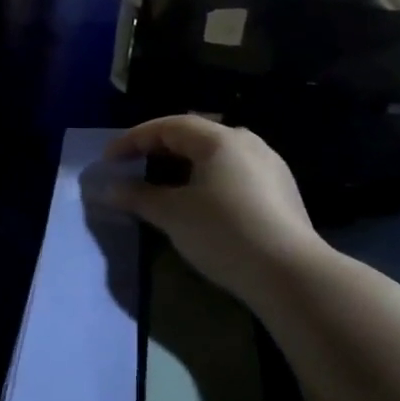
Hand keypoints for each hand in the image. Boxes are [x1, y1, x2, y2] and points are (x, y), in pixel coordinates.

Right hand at [102, 115, 330, 301]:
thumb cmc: (224, 232)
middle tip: (133, 166)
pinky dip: (206, 179)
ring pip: (215, 155)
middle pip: (194, 135)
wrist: (290, 274)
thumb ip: (138, 196)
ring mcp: (269, 166)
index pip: (169, 126)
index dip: (134, 139)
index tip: (109, 159)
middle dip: (159, 148)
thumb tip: (109, 189)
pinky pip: (233, 173)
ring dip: (183, 165)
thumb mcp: (172, 214)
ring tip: (161, 184)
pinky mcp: (281, 192)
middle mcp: (247, 143)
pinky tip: (197, 201)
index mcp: (221, 139)